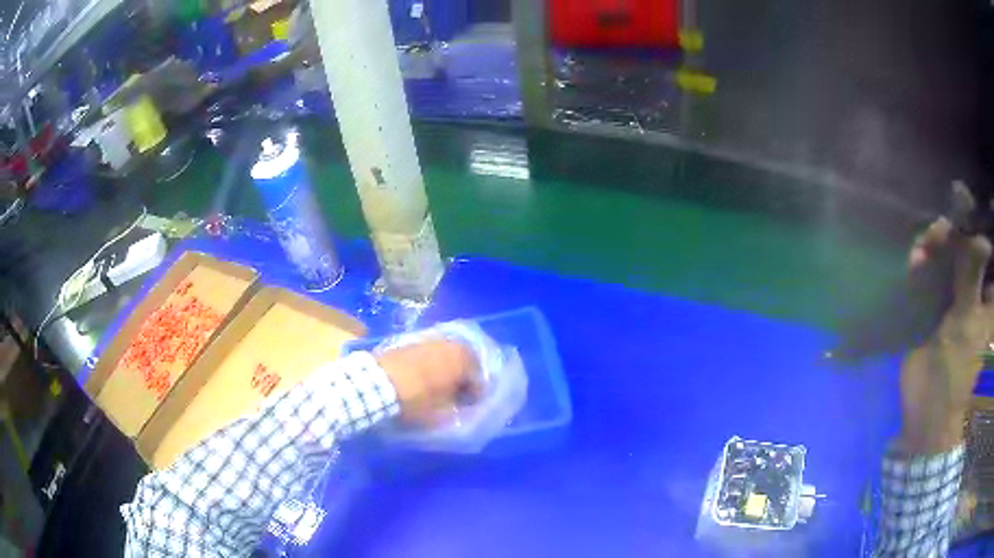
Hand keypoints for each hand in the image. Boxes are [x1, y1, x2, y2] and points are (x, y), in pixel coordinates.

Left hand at [376, 339, 481, 426]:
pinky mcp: (411, 341)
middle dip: (464, 377)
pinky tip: (425, 377)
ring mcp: (429, 340)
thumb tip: (462, 405)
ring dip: (448, 368)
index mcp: (462, 360)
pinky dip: (433, 363)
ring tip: (441, 385)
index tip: (470, 406)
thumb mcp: (441, 413)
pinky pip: (431, 353)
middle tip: (458, 394)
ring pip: (447, 355)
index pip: (479, 378)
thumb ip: (457, 409)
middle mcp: (449, 344)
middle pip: (465, 361)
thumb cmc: (415, 399)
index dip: (477, 394)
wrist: (377, 382)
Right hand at [900, 183, 992, 453]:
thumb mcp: (968, 319)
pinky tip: (915, 258)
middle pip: (968, 241)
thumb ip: (971, 268)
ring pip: (950, 252)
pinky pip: (933, 269)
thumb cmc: (956, 373)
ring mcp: (959, 294)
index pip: (988, 242)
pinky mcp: (939, 302)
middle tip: (938, 226)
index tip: (963, 203)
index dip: (977, 218)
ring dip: (936, 244)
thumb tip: (974, 220)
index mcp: (990, 294)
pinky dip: (923, 260)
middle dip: (953, 229)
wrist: (926, 413)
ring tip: (923, 244)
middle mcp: (978, 286)